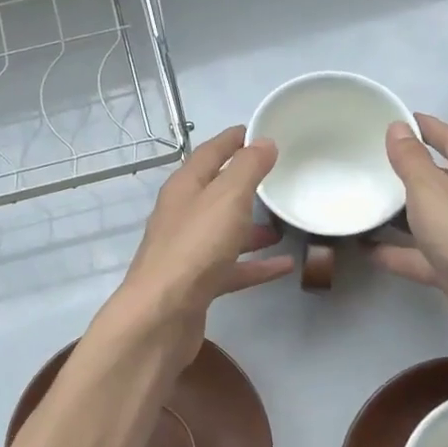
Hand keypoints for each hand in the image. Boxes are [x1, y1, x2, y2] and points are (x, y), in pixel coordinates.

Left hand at [107, 126, 291, 366]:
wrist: (163, 315)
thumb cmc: (195, 248)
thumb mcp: (227, 198)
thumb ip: (248, 169)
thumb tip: (264, 142)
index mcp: (184, 188)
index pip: (209, 154)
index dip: (231, 140)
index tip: (255, 131)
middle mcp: (182, 216)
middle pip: (215, 193)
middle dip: (243, 184)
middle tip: (276, 176)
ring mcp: (188, 252)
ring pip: (225, 232)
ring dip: (252, 227)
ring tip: (284, 224)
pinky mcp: (198, 284)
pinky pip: (233, 268)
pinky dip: (256, 264)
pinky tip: (284, 266)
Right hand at [372, 114, 447, 365]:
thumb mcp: (432, 192)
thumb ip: (411, 161)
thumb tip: (398, 129)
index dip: (429, 127)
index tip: (400, 119)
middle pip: (442, 179)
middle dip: (410, 170)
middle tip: (372, 162)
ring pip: (430, 219)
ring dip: (400, 213)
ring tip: (364, 203)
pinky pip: (422, 254)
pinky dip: (398, 251)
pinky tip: (368, 250)